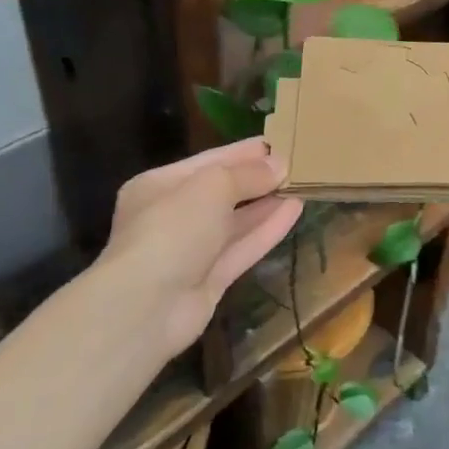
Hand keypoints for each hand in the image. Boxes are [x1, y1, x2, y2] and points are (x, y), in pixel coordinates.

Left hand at [96, 139, 302, 355]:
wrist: (146, 307)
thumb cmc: (172, 229)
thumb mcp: (211, 186)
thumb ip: (248, 174)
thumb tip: (280, 165)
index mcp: (159, 186)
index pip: (209, 161)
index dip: (245, 152)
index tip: (280, 141)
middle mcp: (172, 216)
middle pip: (223, 191)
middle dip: (258, 178)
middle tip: (298, 163)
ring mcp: (191, 251)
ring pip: (235, 221)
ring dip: (268, 203)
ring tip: (302, 184)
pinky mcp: (210, 280)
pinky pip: (243, 248)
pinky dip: (267, 230)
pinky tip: (296, 210)